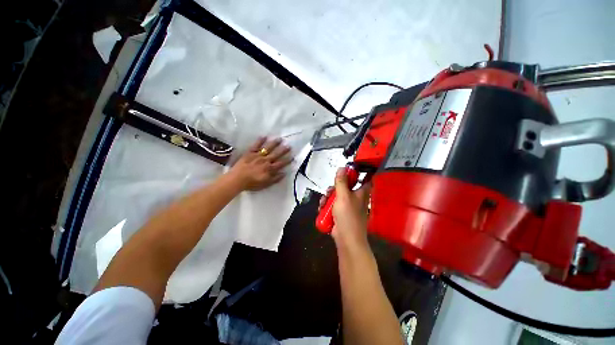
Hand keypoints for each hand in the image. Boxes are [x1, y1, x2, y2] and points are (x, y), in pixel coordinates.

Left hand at [229, 137, 291, 190]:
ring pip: (268, 148)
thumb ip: (275, 179)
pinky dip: (260, 141)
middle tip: (289, 146)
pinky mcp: (250, 153)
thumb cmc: (252, 183)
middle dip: (283, 150)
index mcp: (269, 169)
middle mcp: (265, 160)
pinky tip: (264, 136)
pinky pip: (256, 145)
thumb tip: (284, 173)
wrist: (237, 179)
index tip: (293, 157)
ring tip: (280, 139)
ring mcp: (258, 156)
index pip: (281, 164)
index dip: (287, 161)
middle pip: (276, 154)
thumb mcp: (266, 184)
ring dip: (274, 143)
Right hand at [319, 168, 371, 251]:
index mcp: (361, 191)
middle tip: (329, 192)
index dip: (356, 172)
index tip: (345, 170)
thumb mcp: (343, 196)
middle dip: (334, 188)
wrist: (346, 239)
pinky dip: (327, 205)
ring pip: (336, 195)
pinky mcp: (340, 212)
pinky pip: (333, 204)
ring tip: (323, 203)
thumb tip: (342, 167)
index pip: (363, 177)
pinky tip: (322, 208)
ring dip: (328, 197)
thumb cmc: (348, 216)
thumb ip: (341, 181)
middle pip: (344, 186)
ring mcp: (347, 205)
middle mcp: (356, 197)